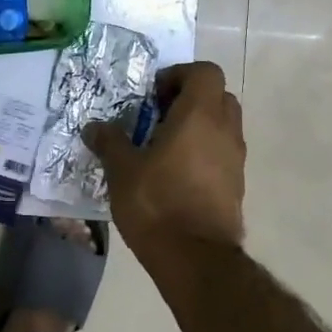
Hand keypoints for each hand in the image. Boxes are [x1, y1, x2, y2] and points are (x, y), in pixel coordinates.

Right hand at [85, 61, 245, 249]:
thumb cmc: (157, 203)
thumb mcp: (122, 170)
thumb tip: (94, 127)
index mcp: (200, 116)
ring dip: (198, 126)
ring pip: (223, 125)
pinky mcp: (237, 185)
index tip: (153, 95)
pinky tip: (175, 173)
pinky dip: (204, 151)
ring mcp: (235, 159)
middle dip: (189, 98)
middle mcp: (225, 130)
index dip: (179, 75)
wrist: (196, 259)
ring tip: (163, 146)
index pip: (205, 72)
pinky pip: (222, 152)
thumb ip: (109, 142)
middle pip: (218, 95)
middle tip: (158, 116)